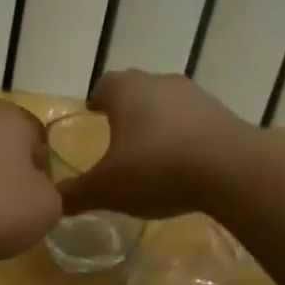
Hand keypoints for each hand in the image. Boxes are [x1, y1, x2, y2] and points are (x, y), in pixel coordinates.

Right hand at [59, 70, 253, 219]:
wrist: (232, 170)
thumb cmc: (156, 168)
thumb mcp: (106, 189)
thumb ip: (76, 194)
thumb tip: (52, 203)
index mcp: (126, 90)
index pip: (104, 85)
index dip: (97, 100)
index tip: (93, 116)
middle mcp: (159, 82)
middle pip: (136, 90)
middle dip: (126, 111)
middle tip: (117, 137)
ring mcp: (196, 95)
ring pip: (167, 104)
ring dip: (158, 123)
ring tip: (151, 154)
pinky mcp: (224, 114)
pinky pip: (194, 122)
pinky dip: (184, 137)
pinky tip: (183, 164)